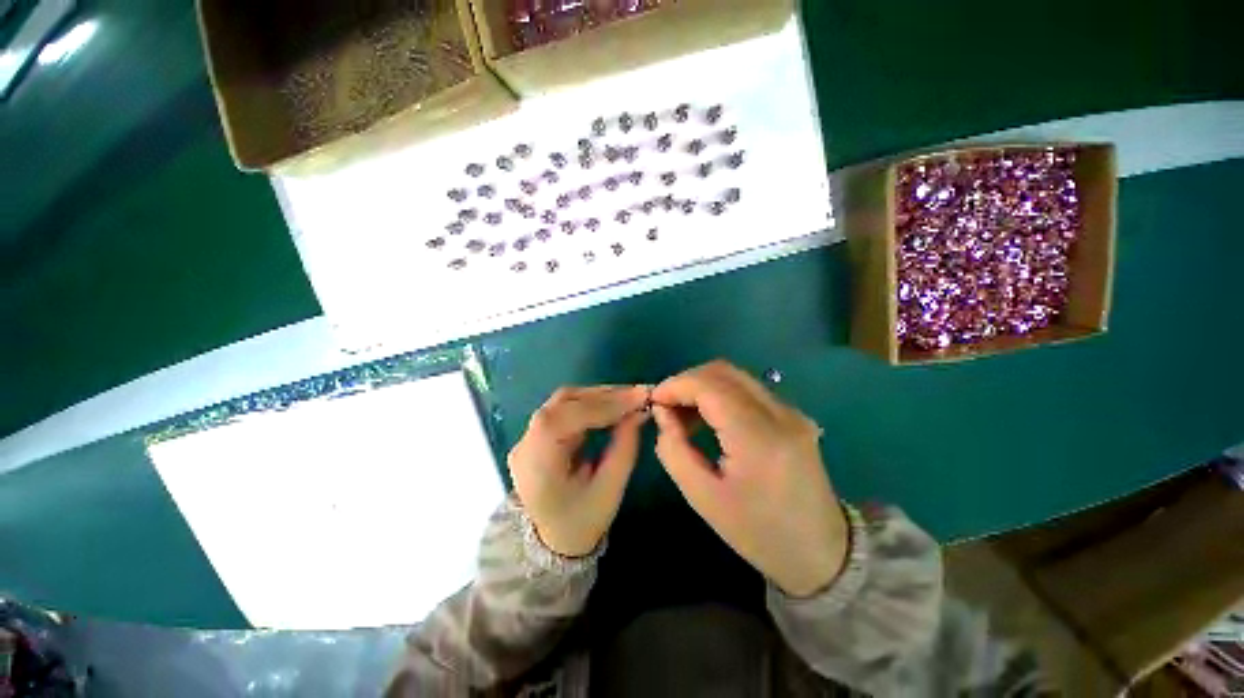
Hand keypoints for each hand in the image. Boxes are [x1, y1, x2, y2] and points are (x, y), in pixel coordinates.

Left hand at [508, 385, 650, 557]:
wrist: (549, 544)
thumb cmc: (581, 523)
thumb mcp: (609, 490)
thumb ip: (625, 448)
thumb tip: (639, 413)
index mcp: (538, 460)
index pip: (571, 415)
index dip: (608, 403)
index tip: (641, 397)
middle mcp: (526, 441)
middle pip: (565, 401)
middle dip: (605, 395)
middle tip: (638, 394)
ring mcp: (528, 436)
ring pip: (564, 401)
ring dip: (598, 396)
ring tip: (628, 397)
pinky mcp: (537, 434)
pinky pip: (564, 409)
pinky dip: (590, 403)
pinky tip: (611, 405)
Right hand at [651, 361, 848, 596]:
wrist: (820, 551)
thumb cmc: (758, 533)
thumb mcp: (703, 499)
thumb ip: (673, 450)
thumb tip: (662, 412)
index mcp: (759, 439)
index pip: (709, 387)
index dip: (676, 385)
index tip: (653, 400)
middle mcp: (780, 414)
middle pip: (722, 372)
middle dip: (686, 382)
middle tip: (666, 406)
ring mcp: (790, 411)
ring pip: (735, 376)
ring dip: (702, 386)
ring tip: (683, 414)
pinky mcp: (792, 414)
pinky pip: (747, 389)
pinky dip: (719, 393)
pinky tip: (708, 417)